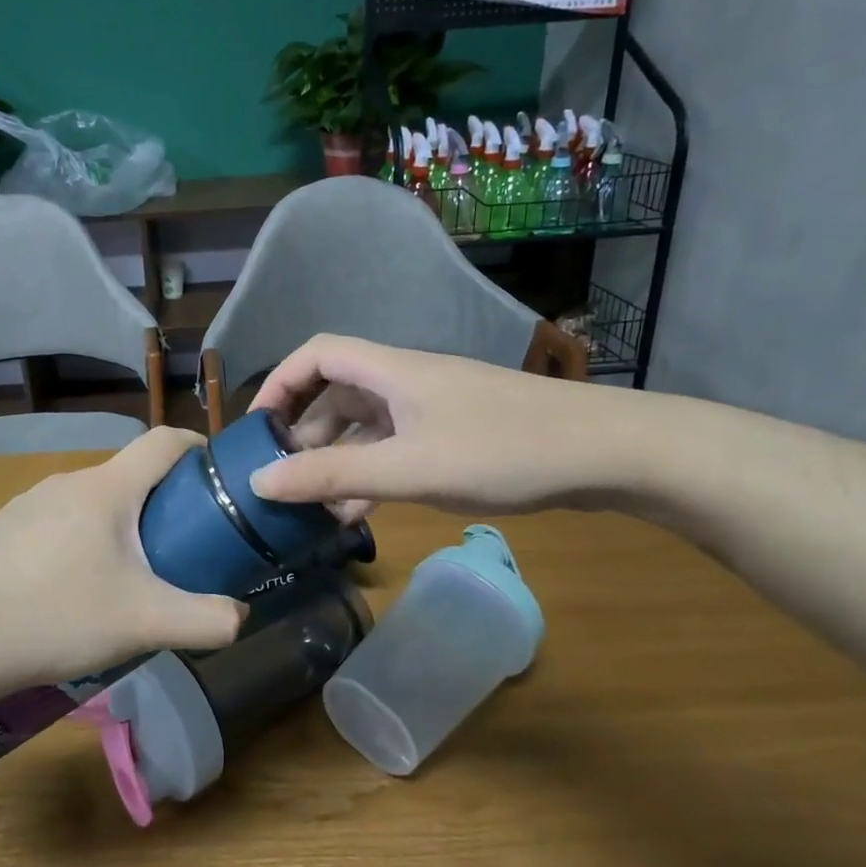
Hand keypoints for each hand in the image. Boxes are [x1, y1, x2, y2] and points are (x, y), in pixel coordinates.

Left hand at [0, 428, 246, 692]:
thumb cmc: (57, 617)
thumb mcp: (144, 623)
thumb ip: (206, 620)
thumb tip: (241, 615)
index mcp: (106, 488)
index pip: (164, 440)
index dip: (198, 447)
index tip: (219, 477)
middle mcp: (67, 481)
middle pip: (130, 474)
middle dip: (163, 499)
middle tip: (182, 542)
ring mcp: (29, 502)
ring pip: (93, 499)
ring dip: (121, 521)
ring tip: (129, 570)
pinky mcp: (3, 527)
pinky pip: (59, 519)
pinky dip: (82, 537)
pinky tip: (74, 584)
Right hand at [247, 335, 650, 515]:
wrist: (608, 453)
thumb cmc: (503, 450)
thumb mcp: (409, 468)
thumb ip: (333, 476)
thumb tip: (259, 481)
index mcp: (390, 371)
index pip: (316, 355)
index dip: (279, 383)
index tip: (257, 428)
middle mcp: (405, 382)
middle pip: (336, 393)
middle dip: (304, 434)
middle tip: (284, 480)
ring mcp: (433, 409)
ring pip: (366, 427)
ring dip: (337, 461)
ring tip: (315, 507)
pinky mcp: (455, 435)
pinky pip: (395, 449)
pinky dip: (371, 474)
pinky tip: (361, 512)